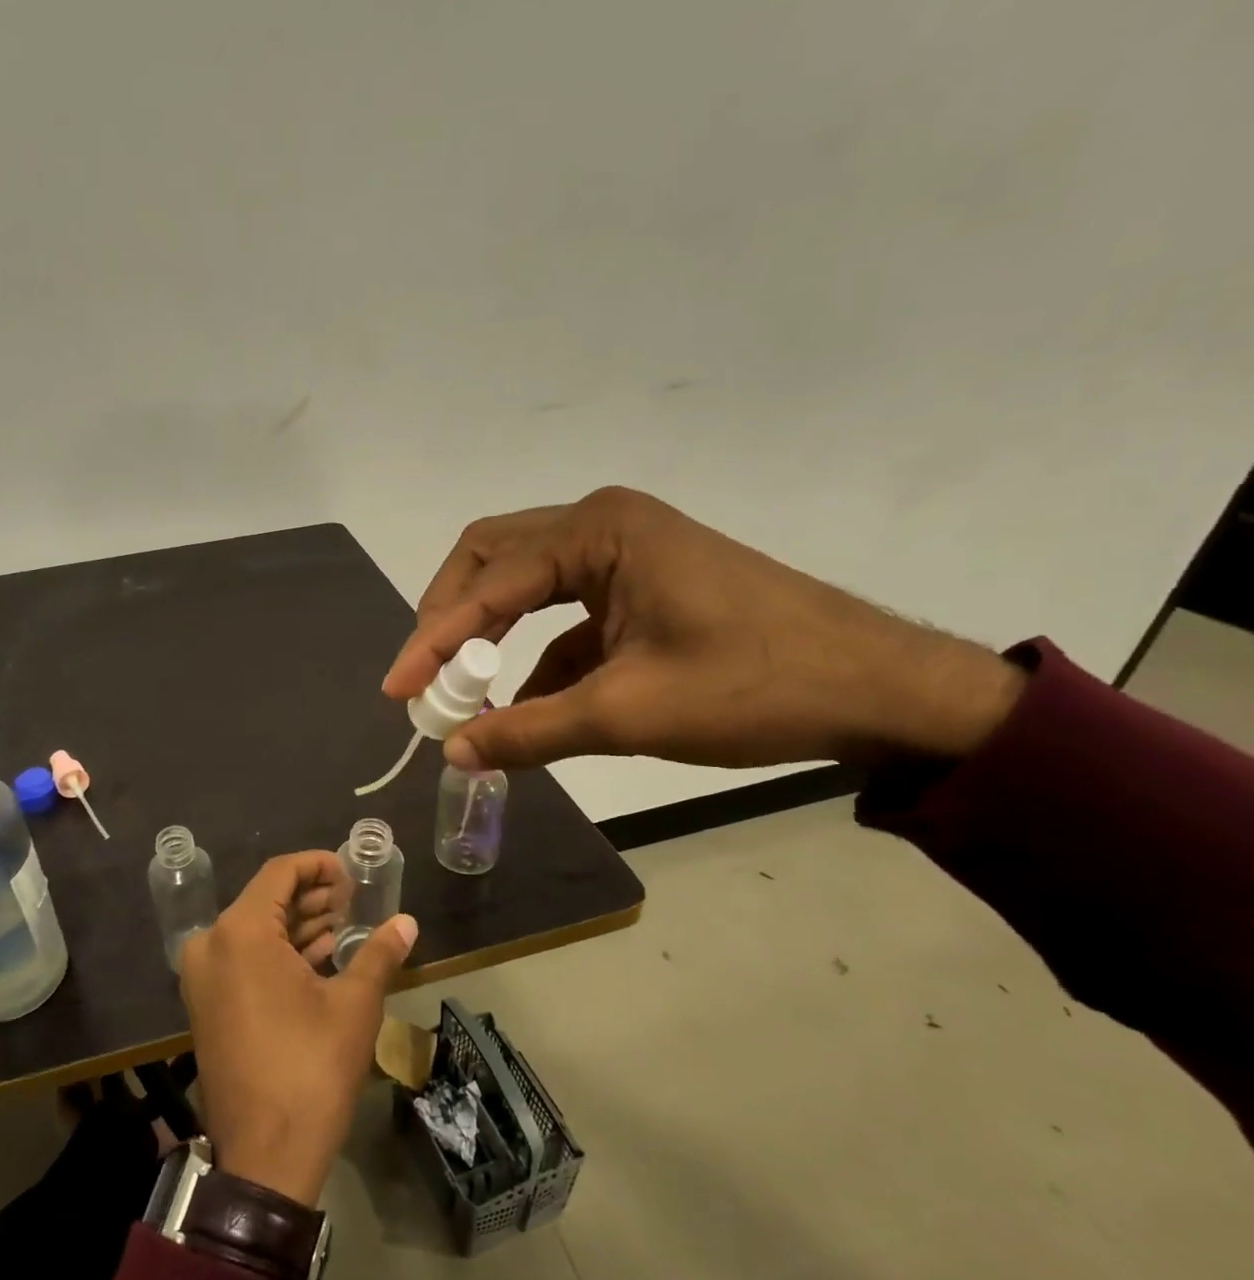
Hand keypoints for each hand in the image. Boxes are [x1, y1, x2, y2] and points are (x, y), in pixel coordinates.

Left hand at [178, 851, 417, 1208]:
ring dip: (297, 924)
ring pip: (255, 930)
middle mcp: (212, 945)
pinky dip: (279, 952)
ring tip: (343, 925)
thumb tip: (408, 922)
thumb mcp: (353, 1005)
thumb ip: (379, 953)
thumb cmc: (311, 1070)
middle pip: (265, 899)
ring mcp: (204, 977)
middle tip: (353, 902)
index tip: (352, 874)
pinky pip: (244, 959)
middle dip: (311, 896)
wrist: (265, 1158)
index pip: (280, 873)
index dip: (318, 865)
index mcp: (240, 932)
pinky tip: (318, 955)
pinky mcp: (207, 1004)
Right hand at [384, 487, 1025, 771]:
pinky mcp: (638, 587)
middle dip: (449, 617)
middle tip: (422, 674)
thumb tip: (453, 754)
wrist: (881, 689)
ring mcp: (623, 553)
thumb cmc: (757, 687)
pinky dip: (534, 655)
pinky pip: (563, 614)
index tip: (399, 691)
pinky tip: (524, 702)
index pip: (488, 585)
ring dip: (487, 633)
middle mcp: (602, 526)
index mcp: (599, 533)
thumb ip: (530, 731)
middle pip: (491, 559)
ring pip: (523, 583)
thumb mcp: (629, 713)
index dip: (433, 640)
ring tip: (460, 689)